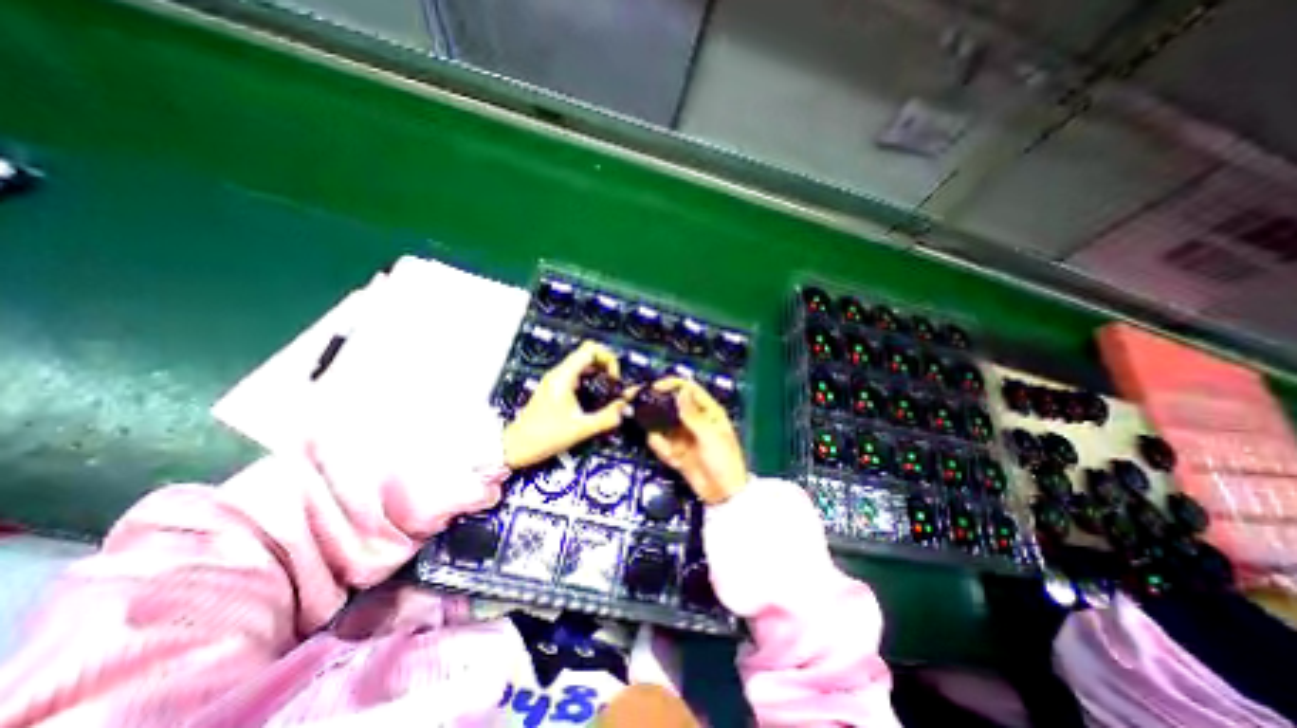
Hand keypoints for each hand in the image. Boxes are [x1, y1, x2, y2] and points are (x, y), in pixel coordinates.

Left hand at [500, 339, 626, 464]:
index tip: (614, 379)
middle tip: (614, 385)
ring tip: (608, 391)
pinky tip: (596, 397)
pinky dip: (590, 380)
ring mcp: (556, 380)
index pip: (590, 349)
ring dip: (599, 373)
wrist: (516, 446)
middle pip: (588, 353)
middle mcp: (559, 373)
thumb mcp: (581, 428)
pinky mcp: (555, 388)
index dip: (608, 359)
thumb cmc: (544, 436)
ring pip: (582, 364)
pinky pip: (577, 375)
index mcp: (564, 376)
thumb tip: (625, 407)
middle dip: (606, 365)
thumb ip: (607, 417)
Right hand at [641, 379, 745, 501]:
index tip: (655, 388)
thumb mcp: (710, 436)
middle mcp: (693, 420)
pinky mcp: (676, 450)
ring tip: (646, 426)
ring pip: (663, 423)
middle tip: (636, 400)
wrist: (723, 494)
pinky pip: (661, 443)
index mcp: (708, 411)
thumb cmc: (725, 461)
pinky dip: (659, 446)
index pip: (688, 388)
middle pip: (671, 403)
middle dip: (655, 402)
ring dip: (654, 425)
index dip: (671, 385)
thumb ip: (693, 414)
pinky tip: (665, 451)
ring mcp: (683, 435)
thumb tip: (681, 390)